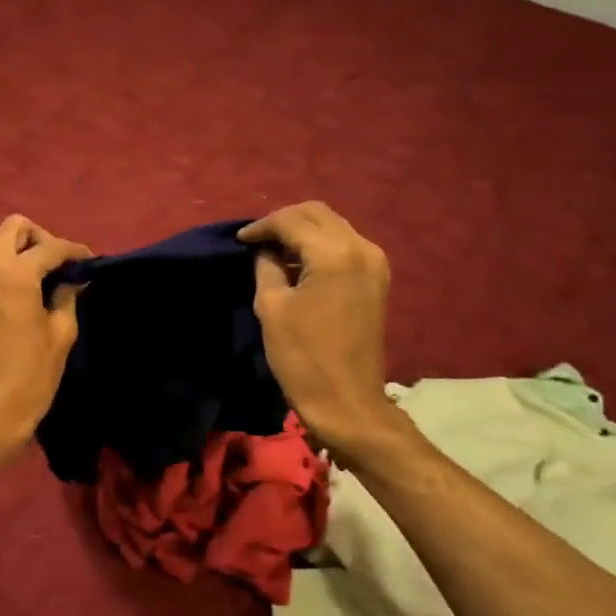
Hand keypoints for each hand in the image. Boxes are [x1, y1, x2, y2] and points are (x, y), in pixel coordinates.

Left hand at [0, 215, 90, 459]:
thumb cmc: (31, 376)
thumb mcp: (61, 334)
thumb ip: (67, 297)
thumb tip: (73, 280)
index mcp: (15, 274)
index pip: (50, 246)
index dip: (75, 251)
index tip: (91, 263)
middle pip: (15, 227)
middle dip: (41, 239)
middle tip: (60, 267)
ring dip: (22, 251)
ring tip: (44, 279)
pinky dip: (6, 266)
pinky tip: (25, 292)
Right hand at [239, 202, 398, 461]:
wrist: (347, 401)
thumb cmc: (303, 358)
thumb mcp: (272, 308)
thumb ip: (267, 267)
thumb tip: (266, 250)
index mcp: (334, 254)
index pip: (292, 220)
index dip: (262, 227)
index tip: (240, 239)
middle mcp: (361, 248)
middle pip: (317, 214)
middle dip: (284, 221)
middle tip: (256, 240)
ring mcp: (374, 263)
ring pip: (333, 226)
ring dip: (302, 231)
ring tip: (274, 250)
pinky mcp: (376, 279)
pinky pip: (344, 245)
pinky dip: (319, 246)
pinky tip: (299, 264)